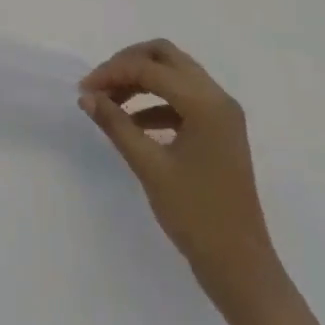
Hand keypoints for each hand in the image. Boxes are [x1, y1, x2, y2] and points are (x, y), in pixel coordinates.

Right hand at [79, 40, 281, 309]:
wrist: (240, 267)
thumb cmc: (195, 216)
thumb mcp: (150, 167)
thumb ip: (117, 125)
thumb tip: (87, 96)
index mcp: (205, 102)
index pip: (150, 68)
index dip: (113, 73)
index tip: (84, 89)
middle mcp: (217, 96)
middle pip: (166, 56)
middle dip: (129, 64)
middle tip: (100, 85)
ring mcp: (222, 112)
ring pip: (175, 74)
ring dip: (142, 80)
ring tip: (110, 103)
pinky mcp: (220, 129)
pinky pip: (183, 98)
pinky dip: (156, 102)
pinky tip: (133, 123)